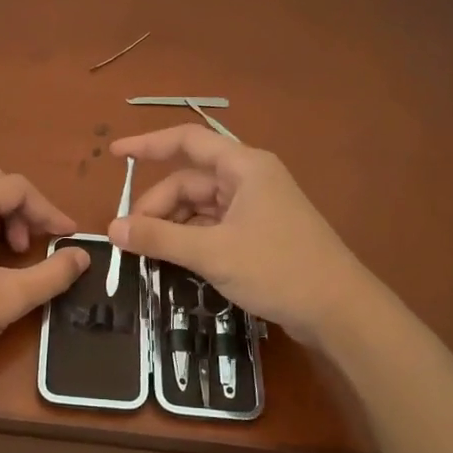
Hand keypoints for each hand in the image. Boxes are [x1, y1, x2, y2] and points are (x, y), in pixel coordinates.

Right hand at [107, 127, 366, 343]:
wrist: (339, 311)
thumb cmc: (278, 269)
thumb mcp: (212, 252)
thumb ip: (160, 237)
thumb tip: (112, 229)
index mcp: (244, 167)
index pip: (187, 141)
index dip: (148, 144)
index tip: (115, 155)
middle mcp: (249, 179)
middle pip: (189, 181)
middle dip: (157, 206)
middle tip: (130, 239)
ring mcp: (256, 208)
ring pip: (200, 207)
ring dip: (172, 226)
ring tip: (148, 254)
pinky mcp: (259, 234)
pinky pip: (213, 226)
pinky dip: (191, 239)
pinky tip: (175, 261)